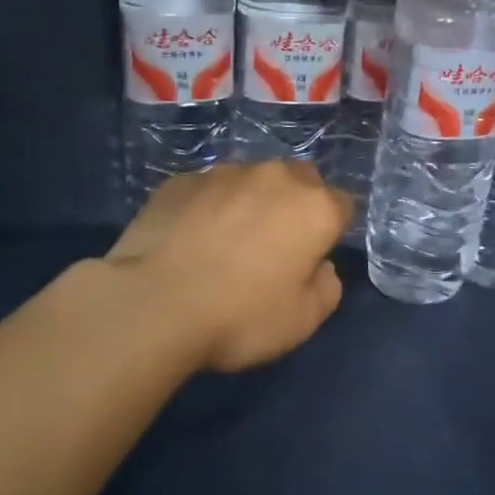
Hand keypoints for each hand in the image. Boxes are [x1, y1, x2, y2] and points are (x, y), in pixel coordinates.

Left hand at [104, 162, 351, 372]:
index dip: (331, 230)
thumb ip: (327, 287)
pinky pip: (208, 189)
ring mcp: (224, 174)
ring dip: (251, 201)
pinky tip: (190, 238)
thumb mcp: (303, 321)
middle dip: (295, 204)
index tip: (313, 257)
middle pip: (300, 180)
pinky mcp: (181, 181)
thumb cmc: (240, 317)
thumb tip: (320, 267)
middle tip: (274, 245)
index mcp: (314, 209)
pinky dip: (208, 206)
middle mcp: (275, 178)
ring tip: (226, 240)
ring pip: (252, 179)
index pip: (342, 204)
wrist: (153, 304)